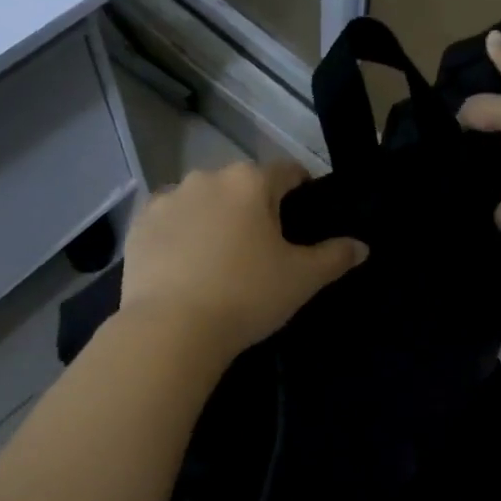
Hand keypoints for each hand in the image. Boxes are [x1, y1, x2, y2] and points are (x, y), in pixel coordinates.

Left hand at [120, 160, 367, 354]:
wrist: (171, 329)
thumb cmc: (246, 296)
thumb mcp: (302, 279)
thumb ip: (335, 256)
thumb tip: (362, 246)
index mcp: (251, 181)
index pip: (287, 171)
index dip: (301, 189)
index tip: (304, 215)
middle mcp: (208, 177)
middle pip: (242, 184)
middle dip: (254, 205)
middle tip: (263, 246)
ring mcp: (168, 198)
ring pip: (203, 199)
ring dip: (215, 216)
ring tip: (220, 256)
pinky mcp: (138, 223)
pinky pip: (170, 219)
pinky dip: (181, 232)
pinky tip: (185, 263)